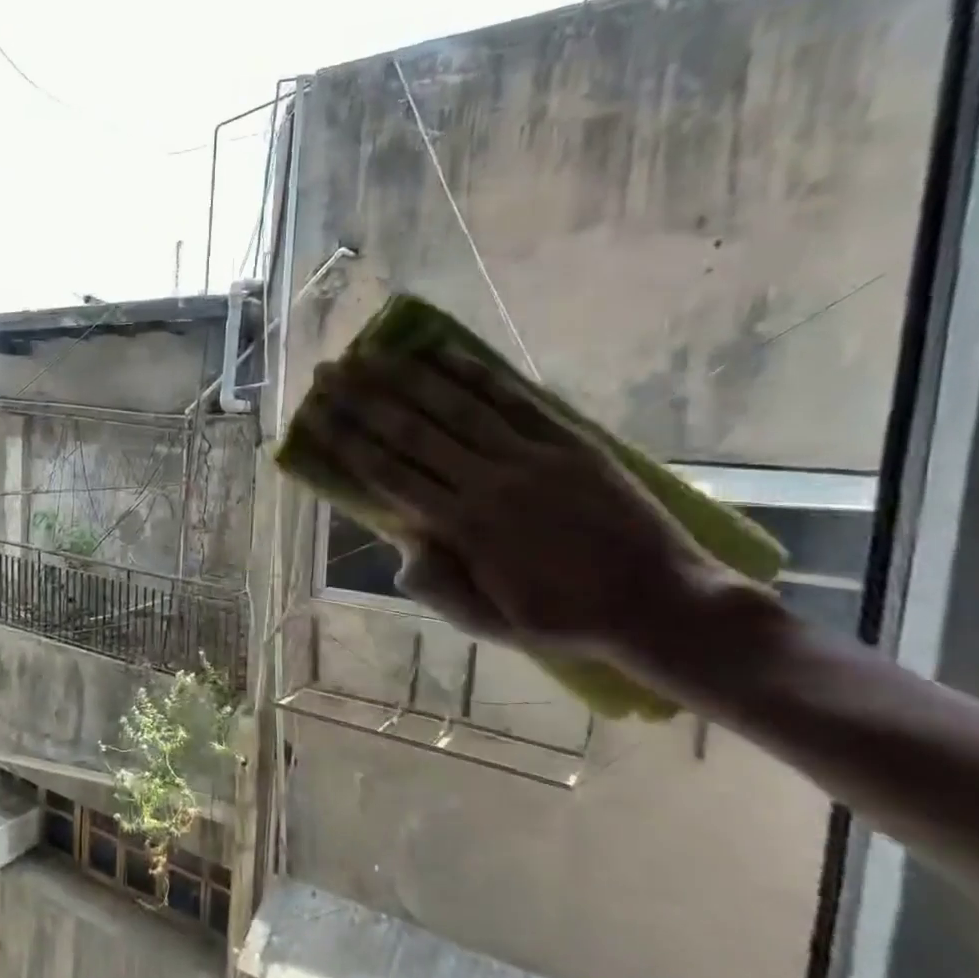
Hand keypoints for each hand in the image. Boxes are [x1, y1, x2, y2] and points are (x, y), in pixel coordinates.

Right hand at [303, 348, 738, 665]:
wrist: (662, 605)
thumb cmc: (567, 620)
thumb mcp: (492, 624)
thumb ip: (441, 588)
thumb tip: (400, 550)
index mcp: (464, 529)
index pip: (388, 474)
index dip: (347, 441)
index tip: (316, 415)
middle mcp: (489, 483)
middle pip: (412, 432)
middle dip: (363, 398)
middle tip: (328, 371)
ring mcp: (531, 457)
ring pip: (457, 407)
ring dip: (408, 376)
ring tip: (371, 353)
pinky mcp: (569, 442)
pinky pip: (515, 399)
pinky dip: (476, 374)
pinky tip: (444, 353)